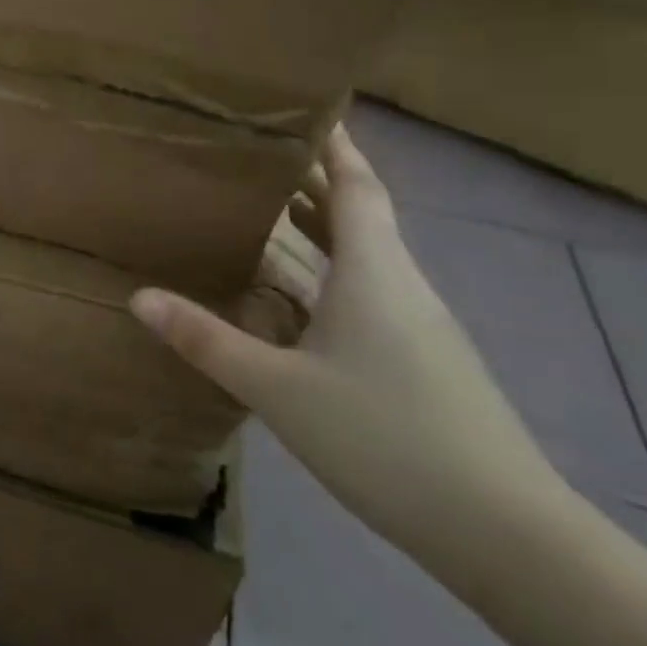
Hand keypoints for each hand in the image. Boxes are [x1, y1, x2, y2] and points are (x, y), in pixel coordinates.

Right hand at [131, 126, 567, 573]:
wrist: (508, 535)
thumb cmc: (386, 439)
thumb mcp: (278, 388)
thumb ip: (206, 339)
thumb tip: (139, 296)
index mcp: (375, 273)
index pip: (356, 186)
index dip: (333, 146)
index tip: (304, 110)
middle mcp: (400, 286)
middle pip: (359, 214)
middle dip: (315, 180)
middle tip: (260, 154)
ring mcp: (416, 326)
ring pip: (364, 256)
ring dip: (320, 226)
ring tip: (266, 208)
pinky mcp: (420, 360)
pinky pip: (367, 292)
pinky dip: (328, 272)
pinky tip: (294, 295)